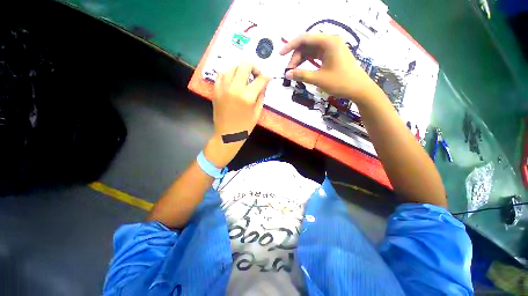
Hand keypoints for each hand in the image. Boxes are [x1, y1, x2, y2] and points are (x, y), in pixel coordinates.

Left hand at [204, 62, 269, 167]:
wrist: (227, 135)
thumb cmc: (245, 127)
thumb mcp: (257, 113)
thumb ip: (261, 96)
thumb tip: (263, 84)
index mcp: (247, 97)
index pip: (260, 79)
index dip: (266, 77)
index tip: (267, 78)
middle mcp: (234, 88)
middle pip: (245, 65)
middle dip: (254, 67)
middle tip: (256, 75)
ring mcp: (223, 88)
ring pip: (232, 66)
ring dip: (241, 69)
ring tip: (245, 77)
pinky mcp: (216, 90)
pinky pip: (222, 74)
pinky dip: (229, 73)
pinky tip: (234, 79)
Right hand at [280, 33, 379, 102]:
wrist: (359, 88)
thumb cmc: (340, 82)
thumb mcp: (319, 79)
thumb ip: (302, 75)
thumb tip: (287, 74)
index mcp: (328, 42)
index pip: (304, 38)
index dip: (290, 46)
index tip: (280, 55)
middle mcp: (330, 41)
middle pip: (307, 44)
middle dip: (296, 56)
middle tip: (289, 71)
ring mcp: (332, 47)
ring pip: (311, 50)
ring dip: (301, 59)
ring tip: (294, 72)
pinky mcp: (332, 55)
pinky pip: (316, 55)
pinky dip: (308, 62)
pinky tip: (302, 69)